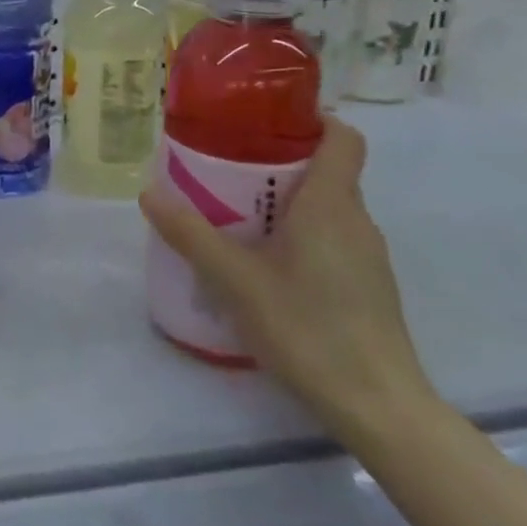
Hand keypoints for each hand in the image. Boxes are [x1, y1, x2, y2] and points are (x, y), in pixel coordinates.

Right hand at [139, 118, 434, 433]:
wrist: (379, 407)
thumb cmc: (308, 327)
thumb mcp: (234, 279)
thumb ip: (190, 233)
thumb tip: (148, 192)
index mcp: (332, 205)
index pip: (343, 138)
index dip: (311, 118)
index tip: (264, 118)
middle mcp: (356, 221)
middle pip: (325, 169)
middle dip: (275, 160)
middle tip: (221, 166)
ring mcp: (365, 256)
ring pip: (324, 206)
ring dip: (282, 199)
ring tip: (229, 211)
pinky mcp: (364, 286)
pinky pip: (327, 237)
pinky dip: (293, 232)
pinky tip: (257, 260)